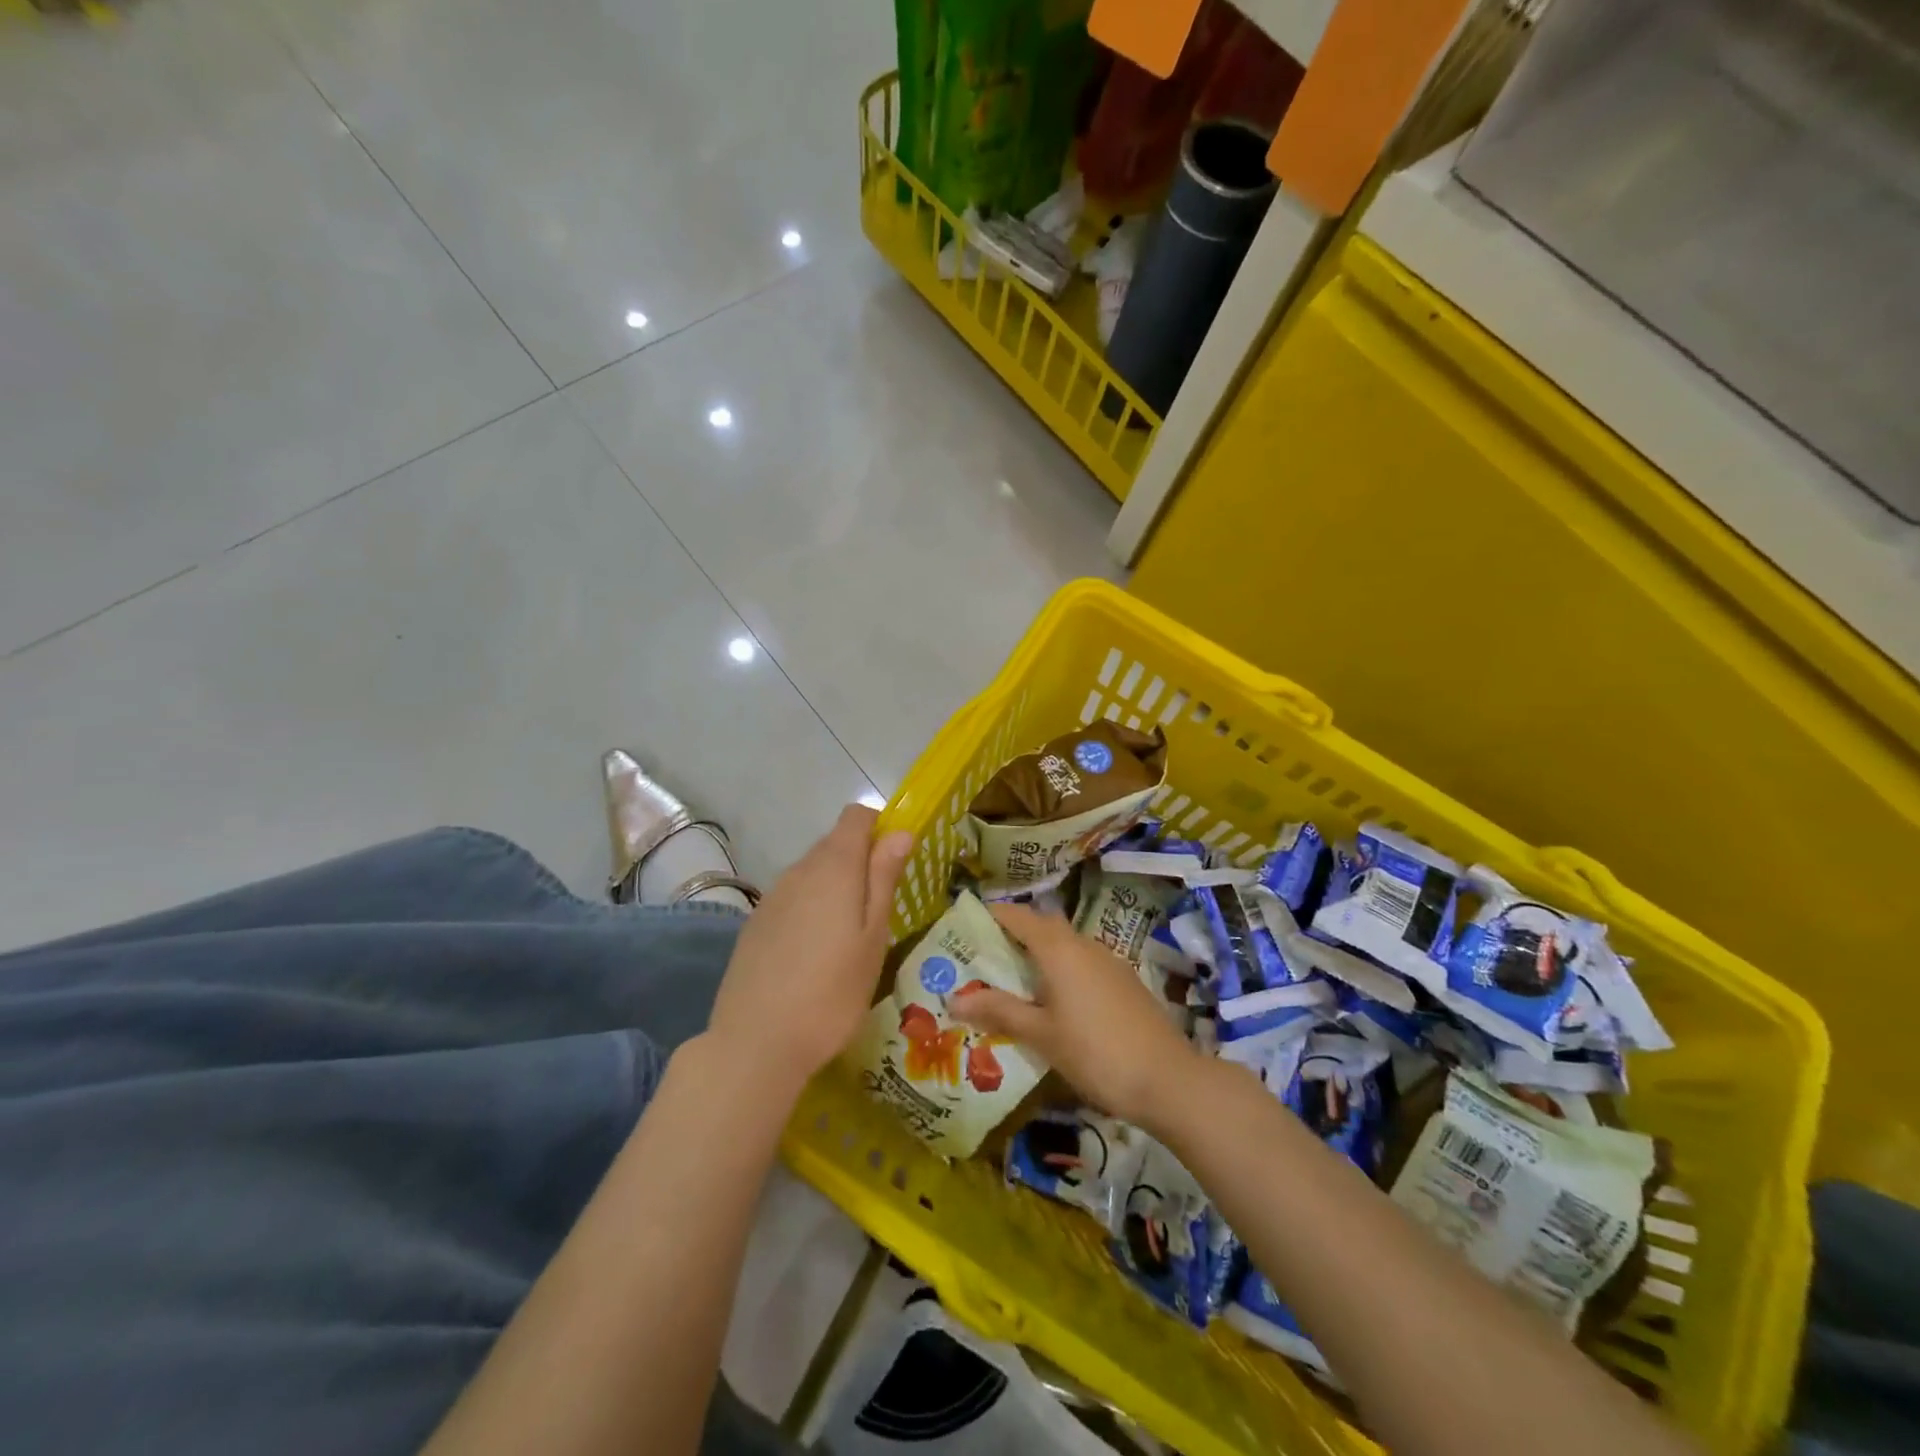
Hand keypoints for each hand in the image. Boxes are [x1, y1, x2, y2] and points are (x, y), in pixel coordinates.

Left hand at [705, 805, 912, 1097]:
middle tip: (880, 910)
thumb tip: (899, 831)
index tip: (896, 862)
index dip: (880, 828)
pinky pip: (792, 898)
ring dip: (835, 887)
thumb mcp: (873, 936)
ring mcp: (772, 896)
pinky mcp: (755, 922)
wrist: (756, 1043)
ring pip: (813, 872)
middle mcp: (799, 870)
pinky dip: (811, 909)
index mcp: (834, 866)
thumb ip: (884, 878)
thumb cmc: (832, 991)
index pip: (856, 816)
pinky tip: (815, 953)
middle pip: (835, 843)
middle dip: (861, 862)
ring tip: (849, 937)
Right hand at [951, 901, 1202, 1125]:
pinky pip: (1082, 964)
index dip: (991, 916)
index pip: (1018, 916)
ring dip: (1037, 956)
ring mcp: (1108, 961)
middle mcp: (1084, 944)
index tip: (965, 927)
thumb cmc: (1095, 1053)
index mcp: (1059, 949)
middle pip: (1042, 927)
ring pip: (1064, 946)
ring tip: (1012, 984)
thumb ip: (999, 1012)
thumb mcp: (1041, 1035)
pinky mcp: (1124, 981)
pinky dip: (1060, 972)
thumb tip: (955, 1000)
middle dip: (1012, 936)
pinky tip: (1053, 1003)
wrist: (1168, 1080)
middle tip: (982, 959)